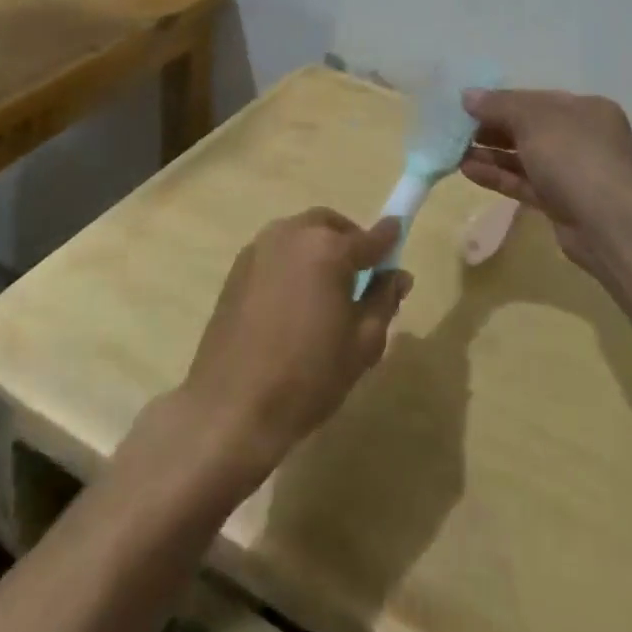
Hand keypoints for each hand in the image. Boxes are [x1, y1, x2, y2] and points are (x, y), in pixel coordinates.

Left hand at [177, 209, 408, 479]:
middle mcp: (291, 235)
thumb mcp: (362, 344)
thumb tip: (397, 276)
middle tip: (361, 273)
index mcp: (327, 249)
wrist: (232, 406)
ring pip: (299, 234)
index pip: (370, 237)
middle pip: (329, 225)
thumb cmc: (308, 376)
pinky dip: (293, 261)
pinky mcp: (237, 268)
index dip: (389, 239)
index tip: (399, 237)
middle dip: (349, 239)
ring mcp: (259, 249)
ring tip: (327, 288)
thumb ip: (383, 301)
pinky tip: (295, 299)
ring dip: (318, 247)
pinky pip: (276, 252)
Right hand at [459, 88, 631, 284]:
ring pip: (524, 158)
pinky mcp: (561, 203)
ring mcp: (573, 173)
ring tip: (454, 153)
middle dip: (492, 128)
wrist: (608, 225)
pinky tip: (468, 171)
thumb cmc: (574, 157)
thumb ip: (498, 105)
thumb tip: (467, 95)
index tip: (467, 106)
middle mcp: (583, 138)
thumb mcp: (533, 119)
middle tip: (456, 130)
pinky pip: (524, 183)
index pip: (536, 99)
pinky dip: (498, 176)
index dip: (501, 101)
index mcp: (586, 109)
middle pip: (529, 128)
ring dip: (490, 154)